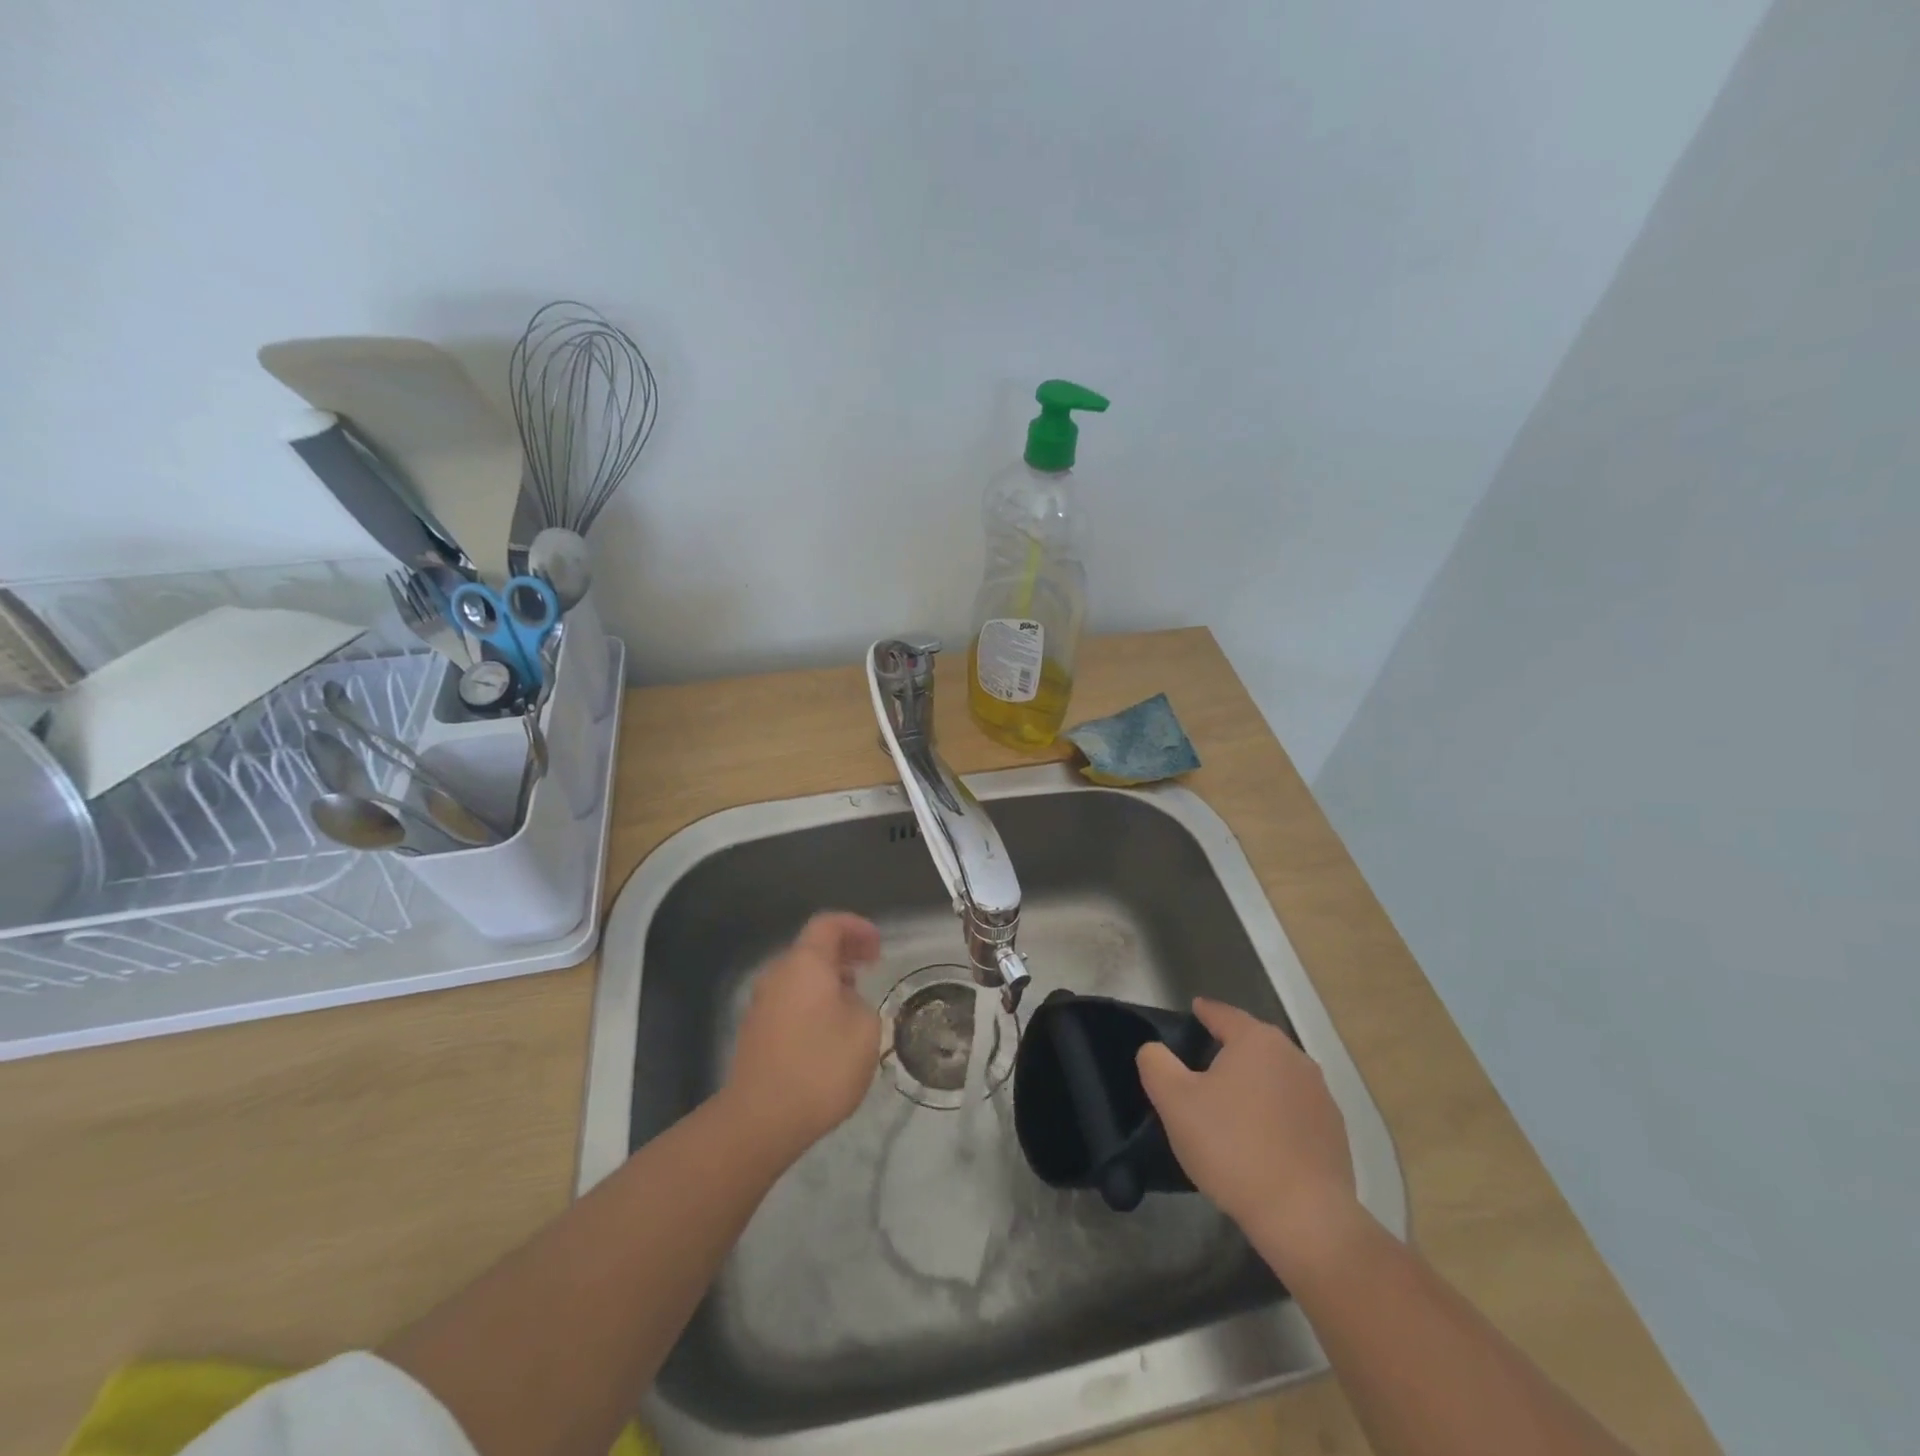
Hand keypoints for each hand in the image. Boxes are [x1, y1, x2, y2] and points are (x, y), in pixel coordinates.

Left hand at [724, 912, 883, 1160]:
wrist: (761, 1119)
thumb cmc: (820, 1065)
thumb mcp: (865, 1030)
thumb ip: (861, 1003)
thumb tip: (846, 1002)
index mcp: (805, 963)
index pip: (828, 924)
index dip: (856, 927)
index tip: (878, 946)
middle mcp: (778, 974)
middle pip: (811, 948)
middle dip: (843, 952)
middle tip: (871, 966)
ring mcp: (762, 1003)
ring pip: (799, 976)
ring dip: (828, 979)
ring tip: (854, 1000)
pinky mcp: (755, 1032)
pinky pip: (789, 1001)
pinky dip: (812, 1001)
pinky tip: (829, 1029)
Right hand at [1137, 998, 1361, 1271]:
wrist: (1304, 1217)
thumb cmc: (1232, 1147)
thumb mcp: (1175, 1102)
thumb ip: (1156, 1063)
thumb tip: (1155, 1049)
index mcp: (1256, 1041)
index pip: (1223, 1014)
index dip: (1204, 1011)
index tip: (1194, 1009)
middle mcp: (1293, 1057)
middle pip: (1253, 1043)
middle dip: (1230, 1048)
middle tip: (1203, 1064)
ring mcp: (1320, 1094)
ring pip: (1276, 1076)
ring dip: (1254, 1082)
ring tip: (1231, 1104)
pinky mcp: (1334, 1131)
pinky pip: (1294, 1109)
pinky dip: (1275, 1113)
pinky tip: (1261, 1138)